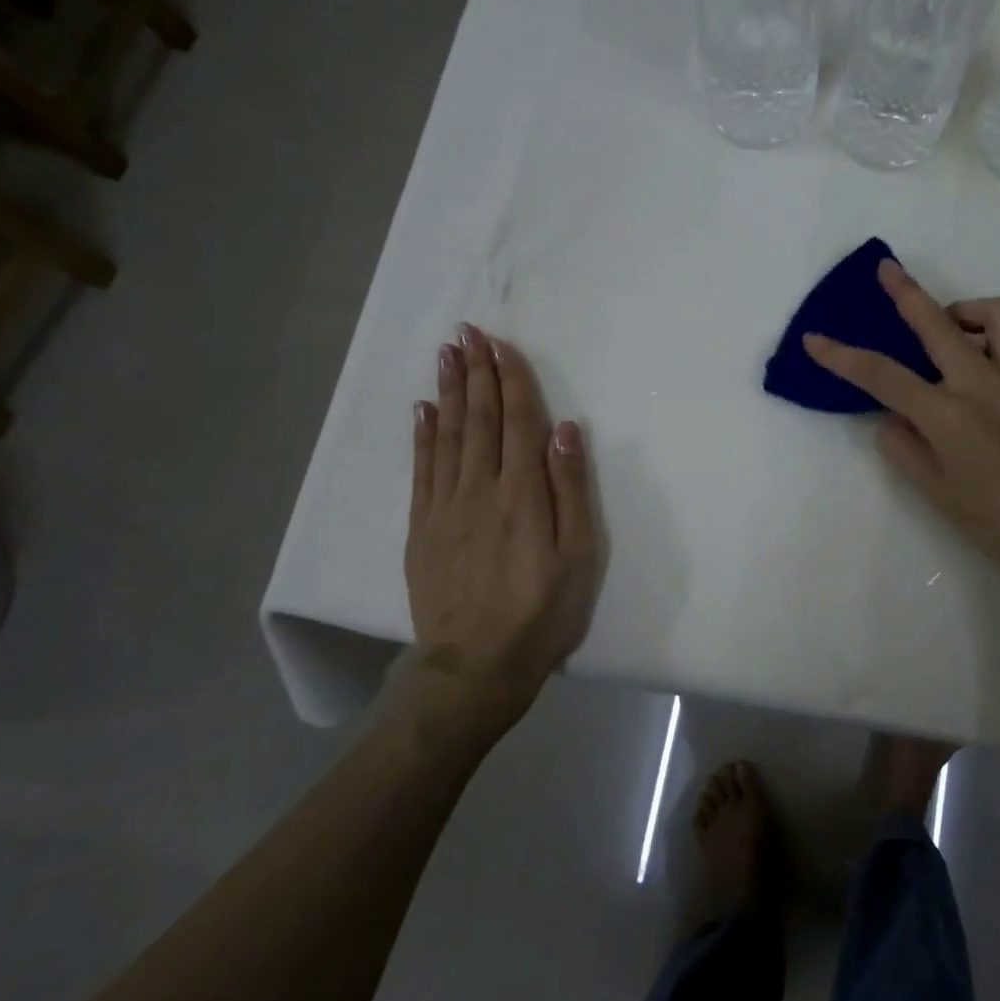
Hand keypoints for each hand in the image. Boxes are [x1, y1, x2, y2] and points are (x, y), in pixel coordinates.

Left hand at [399, 325, 602, 731]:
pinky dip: (423, 435)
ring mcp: (444, 508)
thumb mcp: (578, 556)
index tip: (502, 344)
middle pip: (478, 420)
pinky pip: (421, 469)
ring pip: (447, 436)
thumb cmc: (542, 613)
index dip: (511, 381)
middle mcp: (479, 490)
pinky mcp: (422, 528)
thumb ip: (571, 490)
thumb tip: (566, 430)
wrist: (476, 667)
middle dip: (476, 373)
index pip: (517, 423)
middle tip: (468, 333)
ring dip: (449, 392)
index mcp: (522, 494)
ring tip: (446, 355)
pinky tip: (424, 411)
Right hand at [802, 258, 999, 602]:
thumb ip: (904, 448)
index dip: (842, 356)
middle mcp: (984, 383)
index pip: (883, 375)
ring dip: (967, 310)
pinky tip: (990, 359)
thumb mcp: (937, 493)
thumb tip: (892, 417)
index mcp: (948, 414)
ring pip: (998, 314)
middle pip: (938, 322)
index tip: (815, 340)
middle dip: (906, 292)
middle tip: (887, 269)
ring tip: (951, 326)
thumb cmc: (998, 524)